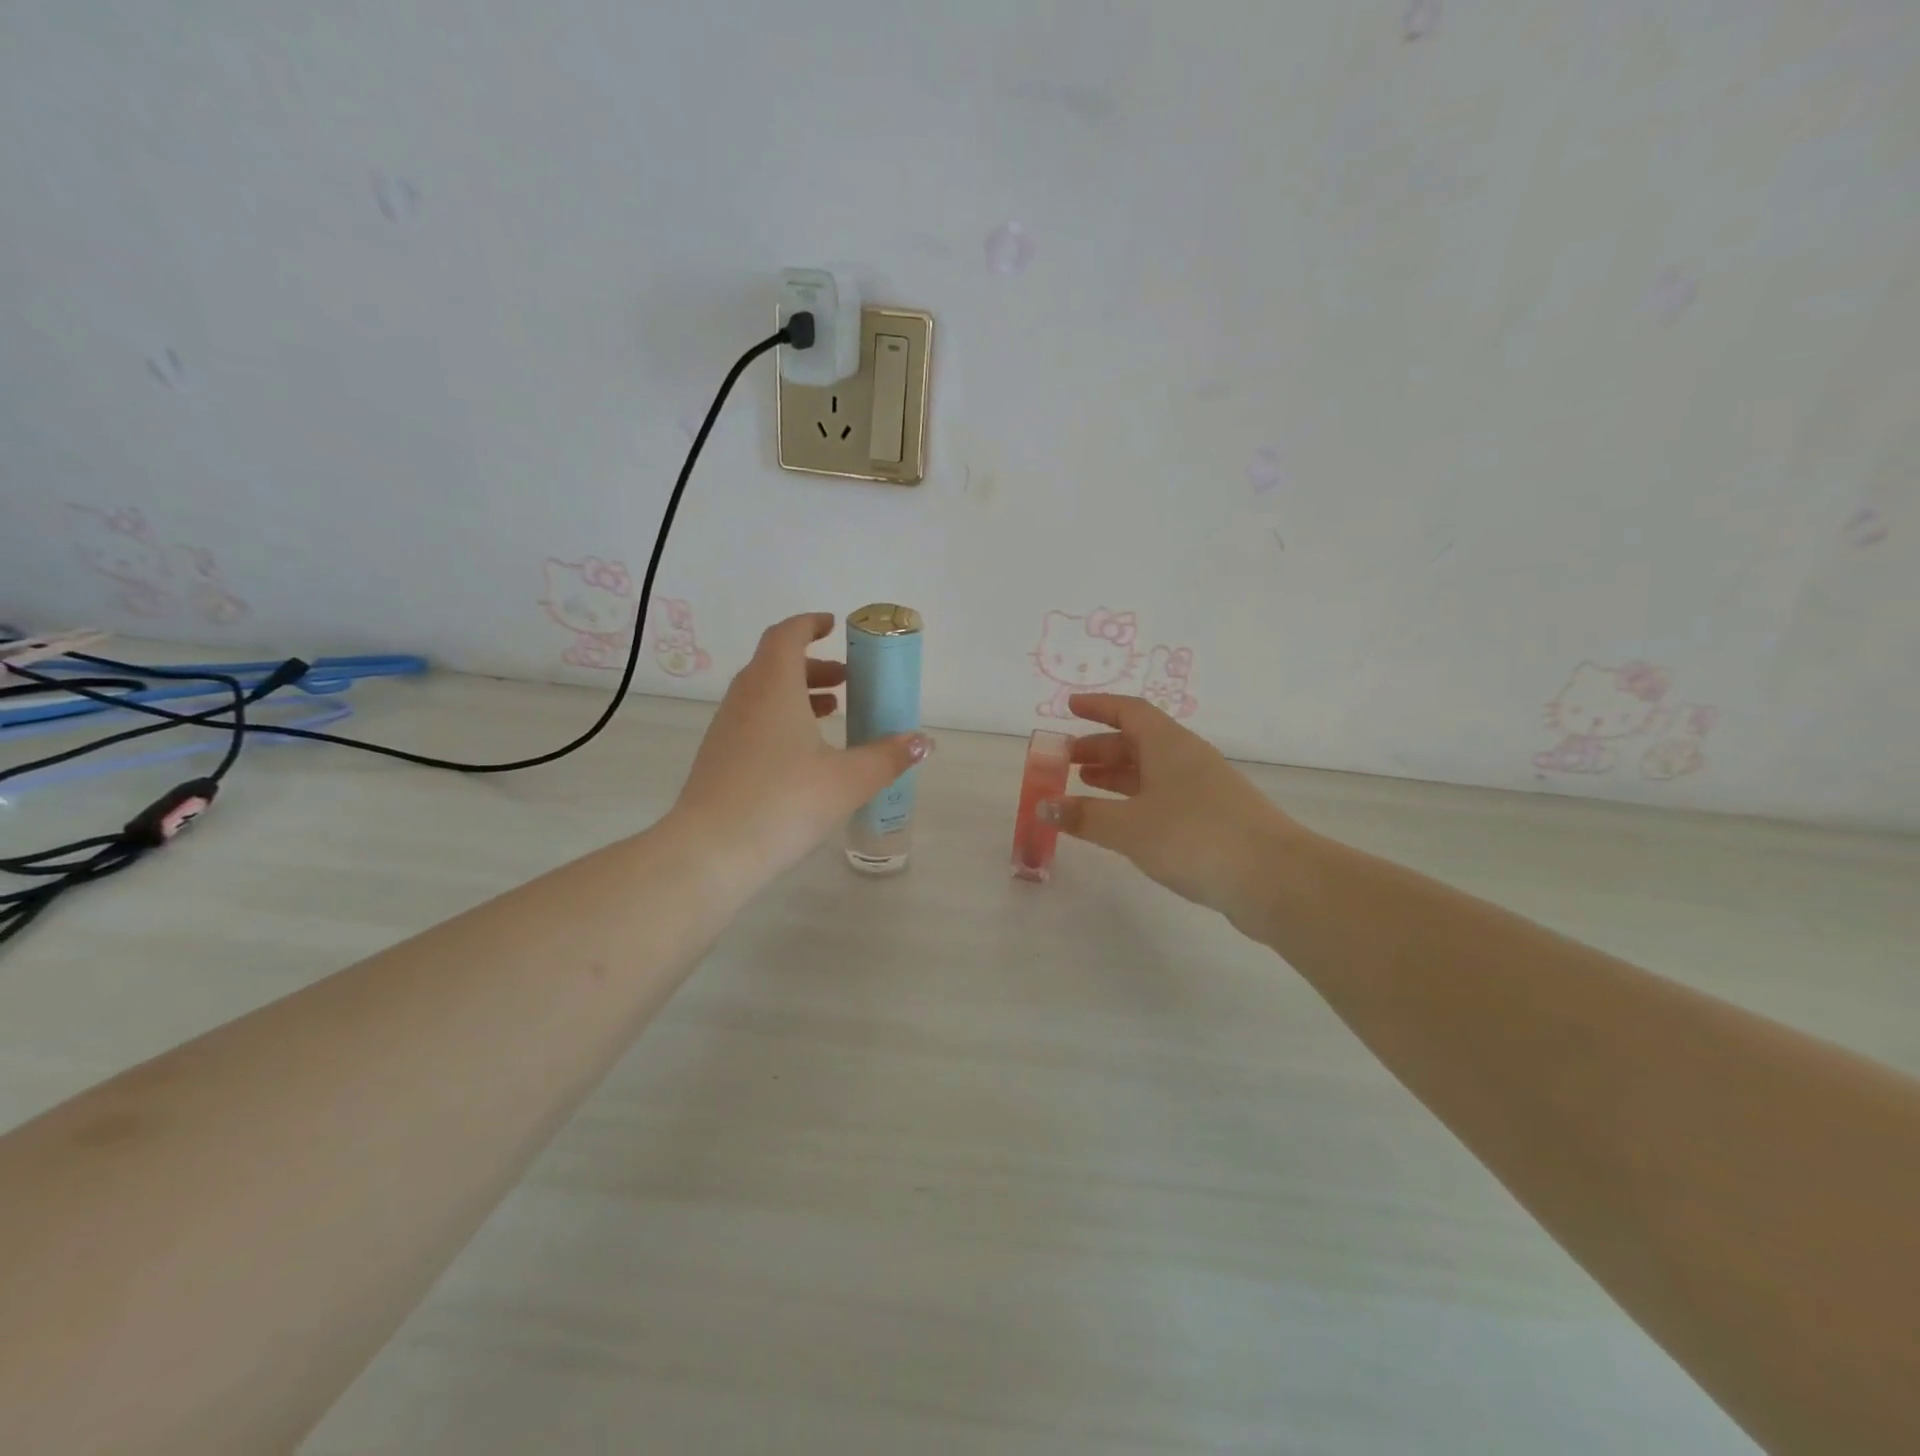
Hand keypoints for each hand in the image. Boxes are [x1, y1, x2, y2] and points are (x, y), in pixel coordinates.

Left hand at [671, 613, 930, 893]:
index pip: (786, 635)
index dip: (809, 624)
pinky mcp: (719, 758)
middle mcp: (745, 698)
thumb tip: (923, 742)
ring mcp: (726, 729)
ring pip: (763, 694)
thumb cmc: (785, 802)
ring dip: (798, 694)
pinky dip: (781, 719)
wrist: (711, 852)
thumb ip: (888, 757)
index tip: (833, 626)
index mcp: (774, 687)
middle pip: (776, 664)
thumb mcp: (848, 780)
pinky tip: (804, 754)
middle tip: (847, 680)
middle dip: (813, 665)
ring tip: (833, 713)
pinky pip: (753, 721)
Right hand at [1042, 693, 1300, 928]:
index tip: (1069, 707)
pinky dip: (1136, 801)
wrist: (1274, 878)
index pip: (1129, 711)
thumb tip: (1045, 807)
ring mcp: (1204, 789)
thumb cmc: (1194, 837)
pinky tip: (1122, 822)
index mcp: (1169, 745)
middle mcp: (1188, 759)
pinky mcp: (1214, 819)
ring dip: (1116, 776)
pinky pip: (1164, 797)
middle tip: (1066, 761)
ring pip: (1151, 771)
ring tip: (1084, 787)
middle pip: (1138, 741)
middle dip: (1099, 747)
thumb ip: (1084, 816)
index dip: (1097, 706)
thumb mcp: (1129, 827)